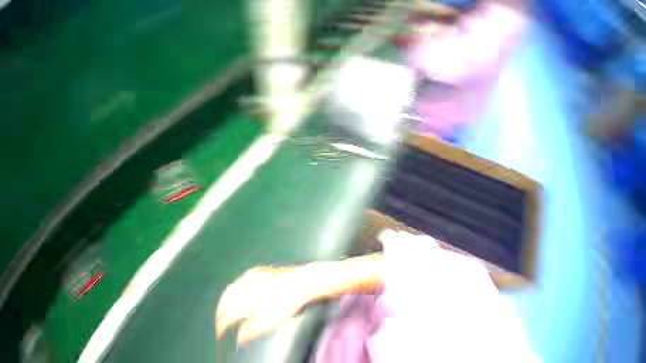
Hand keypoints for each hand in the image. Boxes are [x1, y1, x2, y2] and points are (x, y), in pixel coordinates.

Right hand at [215, 266, 309, 344]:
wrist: (301, 281)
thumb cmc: (285, 304)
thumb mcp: (267, 323)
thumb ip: (249, 332)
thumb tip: (238, 338)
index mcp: (246, 297)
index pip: (227, 314)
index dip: (221, 326)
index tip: (221, 334)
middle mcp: (246, 283)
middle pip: (226, 298)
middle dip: (221, 311)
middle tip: (221, 323)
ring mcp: (254, 274)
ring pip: (233, 287)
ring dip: (227, 300)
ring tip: (228, 310)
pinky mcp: (260, 269)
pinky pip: (242, 279)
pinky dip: (236, 289)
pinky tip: (239, 295)